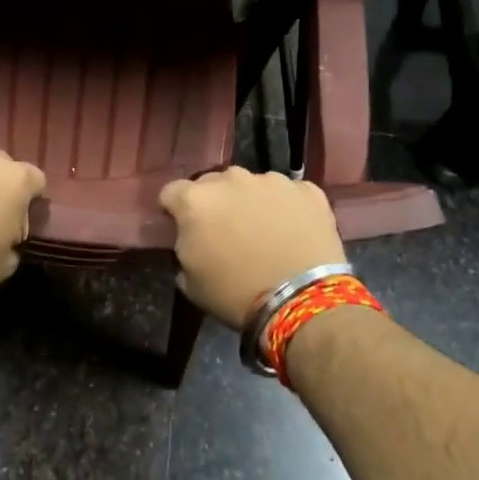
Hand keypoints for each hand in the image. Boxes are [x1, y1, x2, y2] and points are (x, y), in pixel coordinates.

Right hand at [159, 167, 346, 327]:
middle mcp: (231, 179)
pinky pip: (288, 193)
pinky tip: (292, 231)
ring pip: (252, 185)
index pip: (171, 192)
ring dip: (250, 202)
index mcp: (195, 200)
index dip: (173, 210)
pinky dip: (286, 207)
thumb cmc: (236, 294)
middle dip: (214, 203)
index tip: (181, 228)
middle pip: (213, 183)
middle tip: (224, 231)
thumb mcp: (190, 282)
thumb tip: (192, 241)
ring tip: (263, 231)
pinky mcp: (307, 190)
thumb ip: (184, 248)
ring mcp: (272, 181)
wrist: (301, 300)